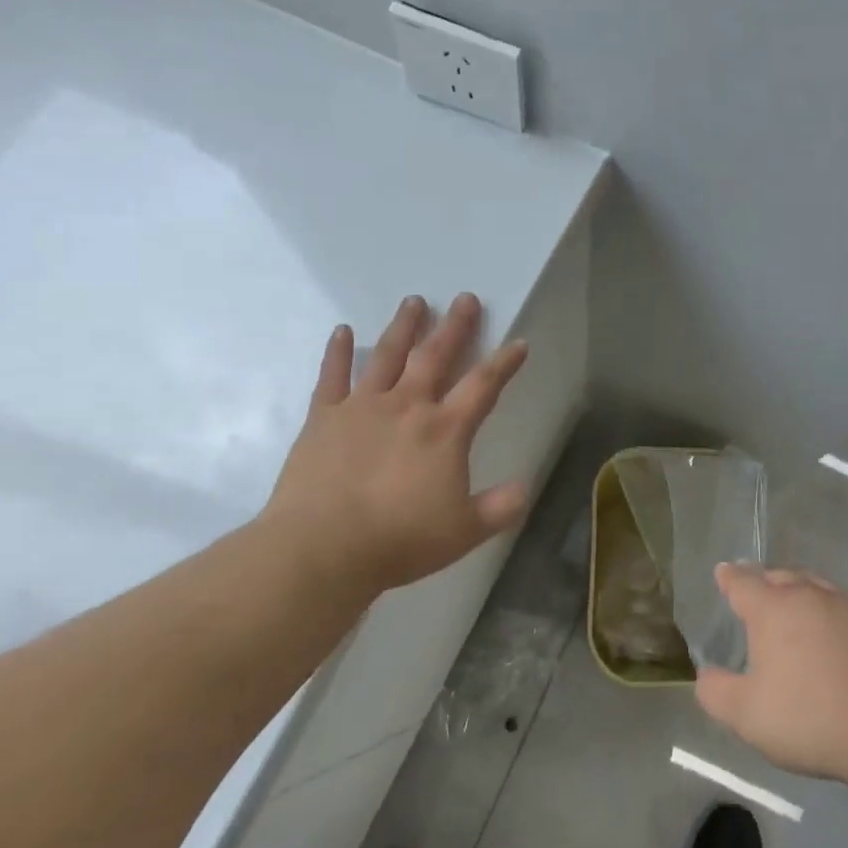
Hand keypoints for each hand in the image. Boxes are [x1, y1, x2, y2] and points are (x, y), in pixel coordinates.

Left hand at [259, 293, 529, 594]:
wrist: (322, 548)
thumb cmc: (400, 539)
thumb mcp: (465, 531)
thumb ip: (500, 507)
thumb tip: (524, 488)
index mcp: (445, 430)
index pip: (483, 386)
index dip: (504, 363)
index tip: (518, 343)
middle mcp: (407, 406)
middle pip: (435, 356)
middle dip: (454, 326)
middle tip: (465, 298)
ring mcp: (362, 407)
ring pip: (387, 355)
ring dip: (403, 327)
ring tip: (413, 301)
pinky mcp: (324, 418)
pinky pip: (332, 376)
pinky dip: (337, 351)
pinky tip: (342, 330)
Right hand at [694, 564, 847, 790]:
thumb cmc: (811, 718)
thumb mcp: (747, 715)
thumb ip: (716, 692)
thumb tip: (705, 674)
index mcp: (772, 609)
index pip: (743, 582)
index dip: (729, 577)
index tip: (723, 572)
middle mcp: (809, 597)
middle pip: (781, 577)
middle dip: (764, 580)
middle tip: (756, 590)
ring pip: (815, 588)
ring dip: (799, 593)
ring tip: (793, 607)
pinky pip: (844, 611)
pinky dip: (829, 617)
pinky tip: (833, 640)